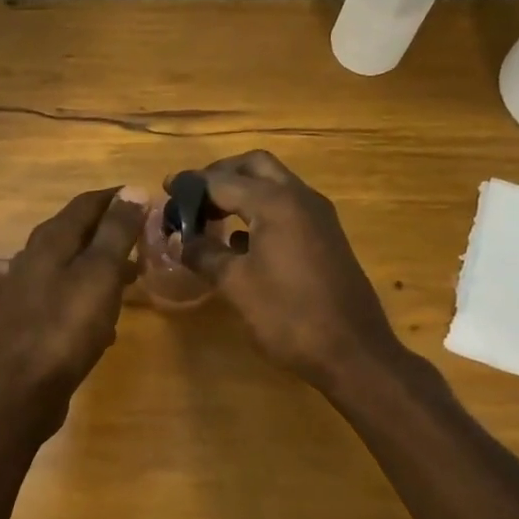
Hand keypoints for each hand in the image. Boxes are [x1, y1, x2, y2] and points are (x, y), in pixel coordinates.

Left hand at [0, 188, 146, 424]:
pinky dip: (91, 299)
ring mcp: (29, 291)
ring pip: (74, 267)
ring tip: (135, 277)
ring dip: (104, 268)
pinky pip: (68, 298)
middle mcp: (34, 258)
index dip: (119, 199)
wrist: (21, 392)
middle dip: (114, 233)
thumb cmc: (65, 328)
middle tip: (148, 241)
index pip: (87, 203)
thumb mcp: (99, 274)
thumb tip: (134, 190)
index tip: (151, 203)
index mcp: (50, 240)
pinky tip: (107, 323)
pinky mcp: (32, 321)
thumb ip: (116, 231)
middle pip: (78, 233)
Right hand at [172, 151, 401, 389]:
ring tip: (211, 217)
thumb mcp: (236, 285)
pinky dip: (261, 212)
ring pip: (275, 185)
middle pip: (255, 167)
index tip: (166, 191)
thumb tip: (181, 240)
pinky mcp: (326, 237)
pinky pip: (288, 208)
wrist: (352, 351)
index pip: (222, 180)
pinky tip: (241, 242)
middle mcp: (300, 198)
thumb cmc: (288, 315)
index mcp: (275, 202)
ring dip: (243, 191)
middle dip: (222, 175)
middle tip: (194, 197)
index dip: (191, 186)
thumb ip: (204, 255)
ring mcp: (318, 217)